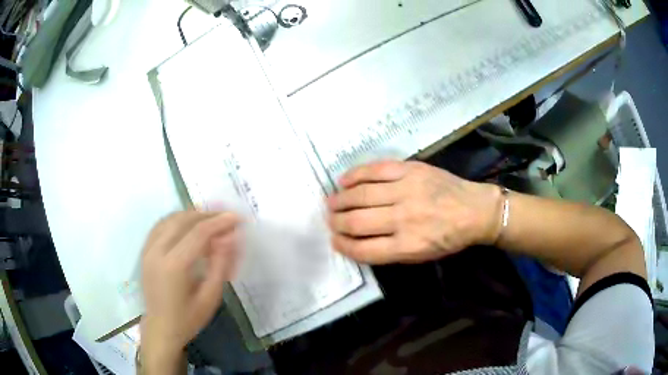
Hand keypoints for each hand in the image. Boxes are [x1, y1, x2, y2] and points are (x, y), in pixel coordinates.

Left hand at [140, 211, 239, 371]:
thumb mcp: (210, 297)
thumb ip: (220, 265)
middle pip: (183, 220)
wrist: (161, 329)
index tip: (236, 218)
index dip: (219, 222)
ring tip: (210, 218)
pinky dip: (177, 219)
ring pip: (170, 219)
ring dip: (192, 214)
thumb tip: (230, 237)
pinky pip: (161, 225)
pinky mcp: (145, 251)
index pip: (198, 233)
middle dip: (207, 214)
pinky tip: (188, 224)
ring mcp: (148, 249)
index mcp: (174, 266)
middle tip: (226, 216)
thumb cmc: (188, 318)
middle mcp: (157, 251)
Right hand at [327, 161, 501, 263]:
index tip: (335, 240)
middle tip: (330, 220)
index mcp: (407, 245)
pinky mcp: (410, 169)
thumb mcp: (421, 256)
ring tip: (331, 202)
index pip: (363, 249)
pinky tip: (343, 181)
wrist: (474, 210)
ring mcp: (406, 190)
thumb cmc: (449, 238)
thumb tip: (357, 241)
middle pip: (357, 221)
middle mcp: (404, 218)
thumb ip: (389, 251)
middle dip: (336, 222)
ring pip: (361, 195)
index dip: (343, 245)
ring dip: (340, 200)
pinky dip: (355, 175)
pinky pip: (375, 170)